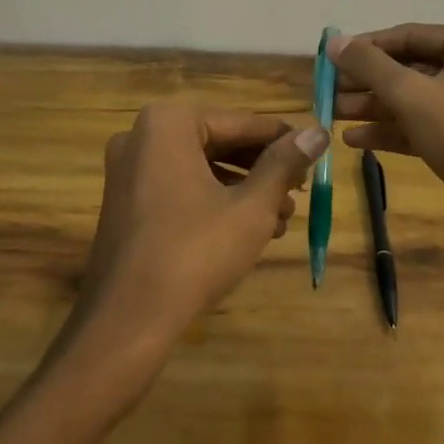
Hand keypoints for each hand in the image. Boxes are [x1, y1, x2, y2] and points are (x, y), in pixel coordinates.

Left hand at [76, 105, 326, 348]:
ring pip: (201, 167)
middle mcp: (142, 136)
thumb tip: (317, 132)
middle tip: (301, 190)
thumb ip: (284, 164)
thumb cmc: (194, 252)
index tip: (314, 151)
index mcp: (169, 122)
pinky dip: (213, 200)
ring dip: (243, 188)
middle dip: (262, 168)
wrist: (127, 320)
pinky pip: (179, 186)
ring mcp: (129, 169)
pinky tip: (249, 228)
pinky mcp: (125, 201)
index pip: (240, 122)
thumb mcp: (251, 207)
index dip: (282, 139)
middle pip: (219, 142)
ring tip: (283, 217)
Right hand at [330, 24, 443, 282]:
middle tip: (327, 92)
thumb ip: (369, 65)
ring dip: (375, 107)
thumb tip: (334, 42)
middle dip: (367, 82)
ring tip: (333, 116)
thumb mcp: (411, 96)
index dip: (365, 47)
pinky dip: (395, 131)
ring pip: (417, 100)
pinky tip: (357, 141)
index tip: (329, 61)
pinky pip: (428, 127)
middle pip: (411, 68)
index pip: (407, 35)